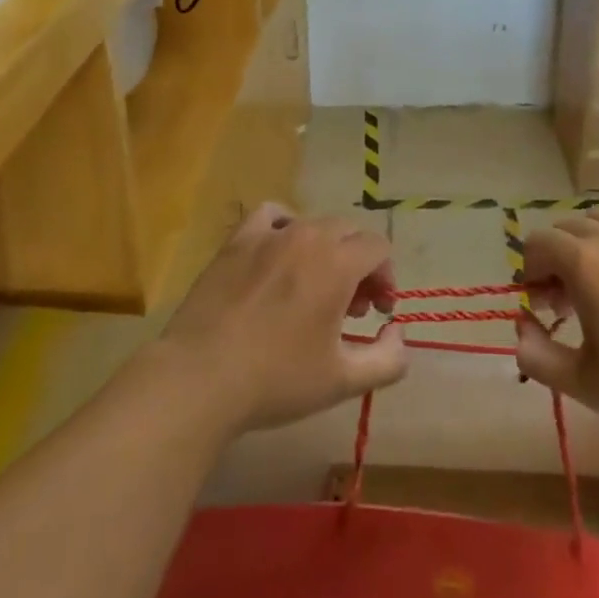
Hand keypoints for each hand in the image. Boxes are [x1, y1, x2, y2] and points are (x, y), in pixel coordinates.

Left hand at [159, 204, 407, 433]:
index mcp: (337, 263)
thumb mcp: (343, 381)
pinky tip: (279, 255)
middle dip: (359, 265)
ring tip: (314, 286)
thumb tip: (397, 332)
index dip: (386, 277)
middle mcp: (307, 236)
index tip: (376, 313)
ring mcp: (268, 234)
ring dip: (326, 250)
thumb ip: (388, 359)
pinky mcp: (236, 241)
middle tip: (349, 309)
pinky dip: (285, 227)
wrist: (201, 378)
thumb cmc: (276, 379)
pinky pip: (271, 215)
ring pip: (313, 225)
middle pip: (349, 233)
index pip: (378, 247)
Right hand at [515, 212, 598, 444]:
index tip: (543, 304)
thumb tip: (520, 330)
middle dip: (559, 257)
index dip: (531, 269)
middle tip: (571, 301)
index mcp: (584, 263)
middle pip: (569, 227)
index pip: (538, 241)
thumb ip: (536, 356)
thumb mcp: (583, 384)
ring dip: (594, 247)